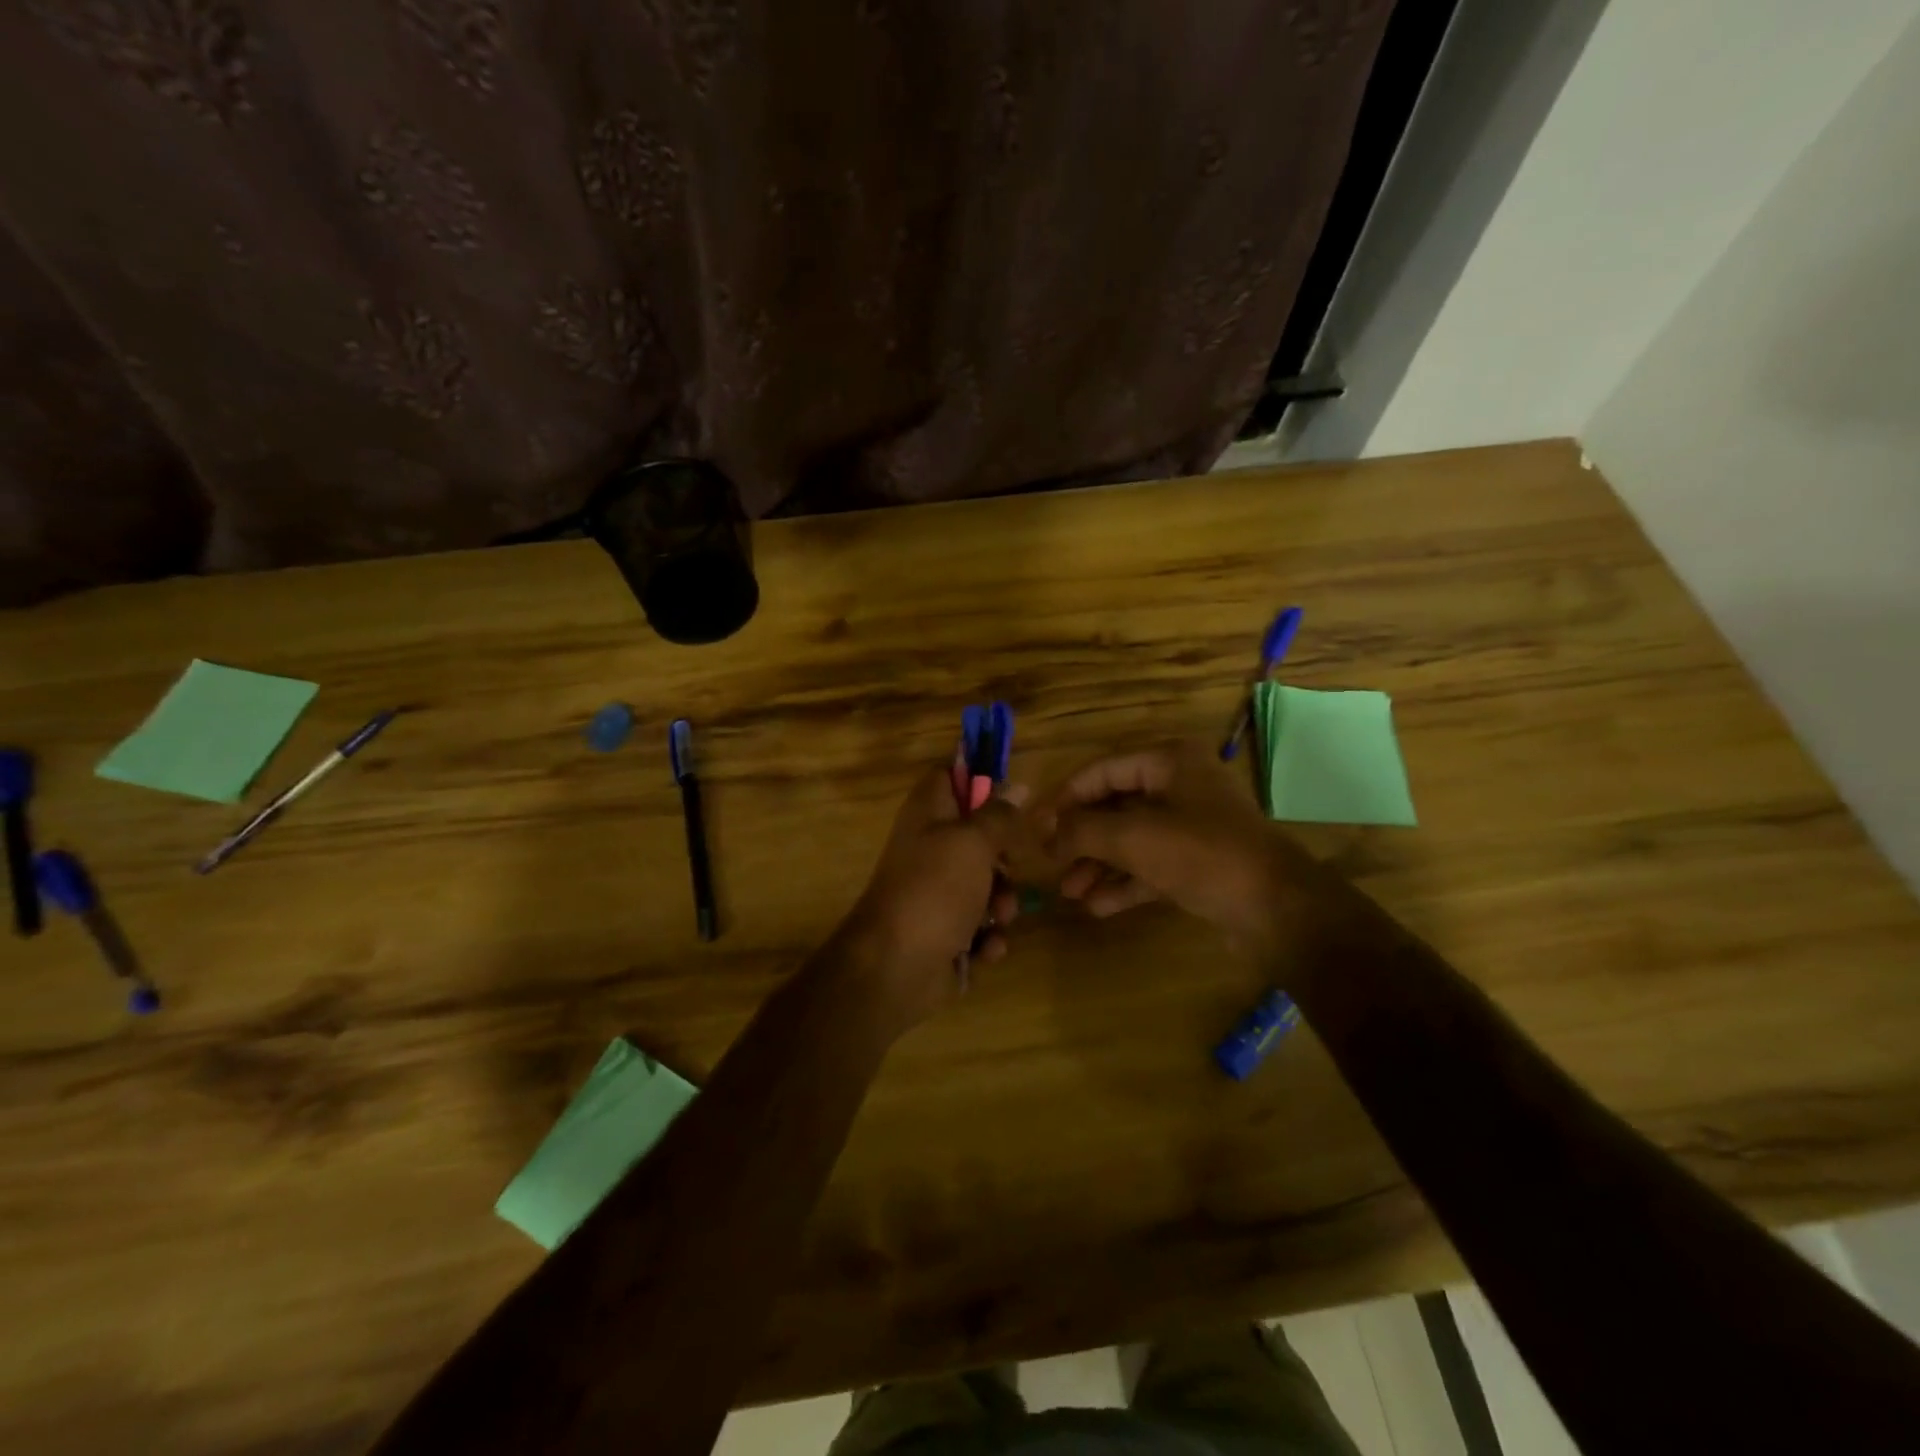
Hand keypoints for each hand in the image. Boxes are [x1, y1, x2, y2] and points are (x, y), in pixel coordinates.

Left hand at [829, 765, 1025, 1036]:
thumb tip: (1017, 786)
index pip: (950, 776)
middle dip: (1004, 858)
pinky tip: (985, 949)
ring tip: (999, 918)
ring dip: (1002, 904)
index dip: (980, 779)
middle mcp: (929, 849)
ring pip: (985, 886)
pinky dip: (986, 939)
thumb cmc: (934, 890)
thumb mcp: (973, 842)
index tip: (1012, 795)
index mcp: (927, 815)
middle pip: (978, 837)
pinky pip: (978, 927)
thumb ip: (998, 815)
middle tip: (1010, 869)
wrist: (894, 967)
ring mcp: (935, 893)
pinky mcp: (944, 932)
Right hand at [1036, 740, 1319, 953]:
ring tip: (1068, 892)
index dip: (1064, 798)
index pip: (1101, 771)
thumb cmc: (1201, 854)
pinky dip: (1124, 882)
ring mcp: (1193, 826)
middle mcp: (1181, 786)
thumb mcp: (1132, 837)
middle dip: (1081, 837)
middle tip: (1049, 862)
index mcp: (1169, 762)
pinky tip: (1096, 906)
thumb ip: (1082, 830)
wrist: (1277, 909)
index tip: (1034, 826)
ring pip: (1132, 839)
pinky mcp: (1200, 862)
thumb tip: (1045, 833)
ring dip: (1099, 864)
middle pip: (1115, 806)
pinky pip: (1151, 865)